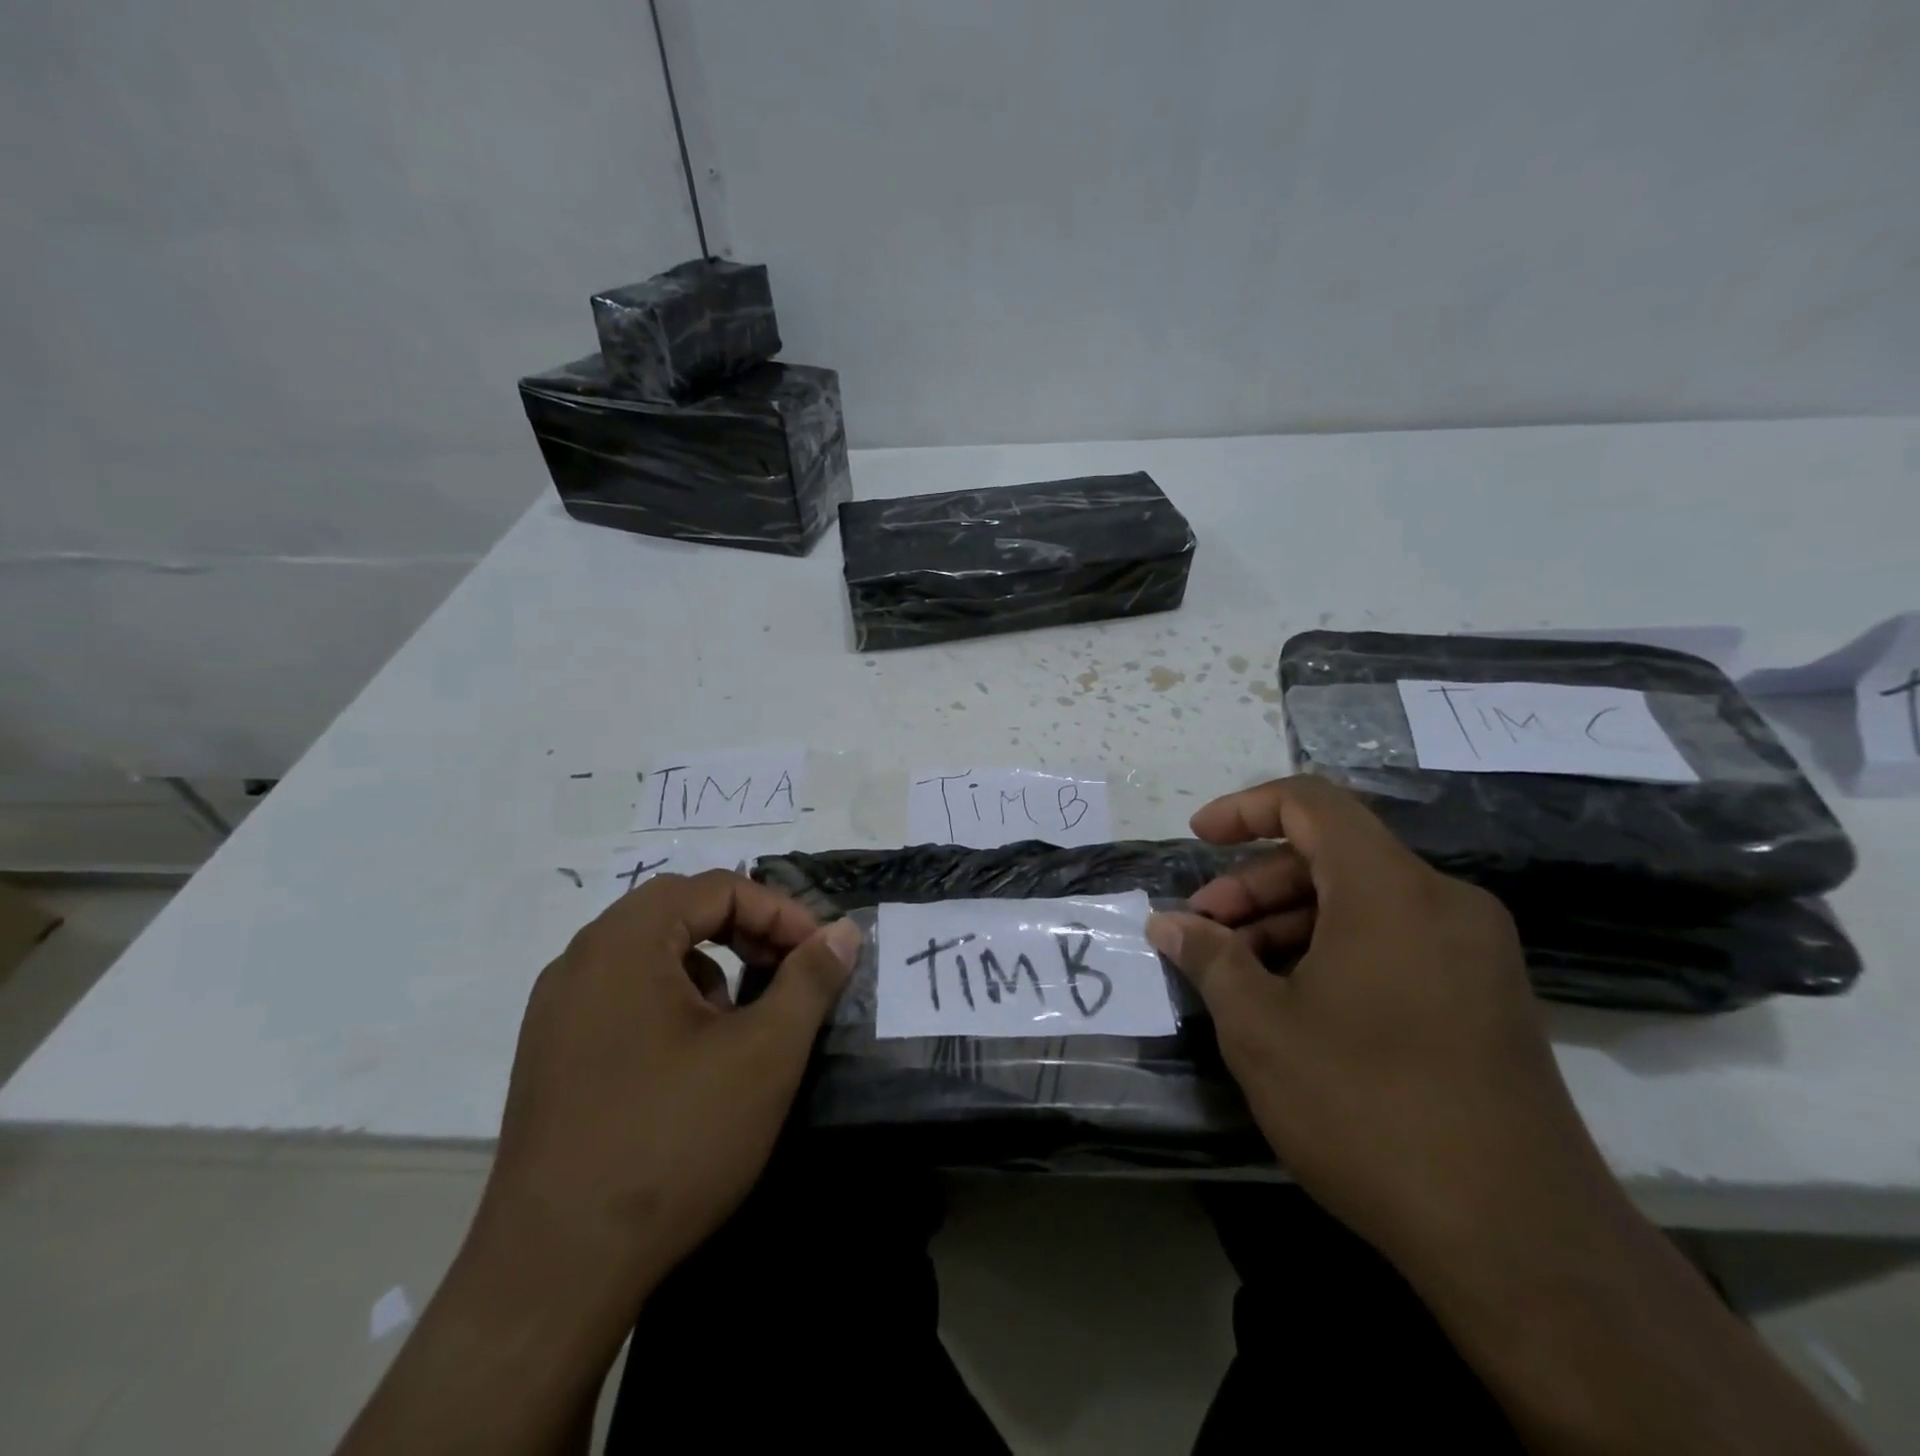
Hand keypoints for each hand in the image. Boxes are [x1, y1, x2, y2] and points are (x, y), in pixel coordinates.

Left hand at [470, 870, 861, 1329]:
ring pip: (648, 952)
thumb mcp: (764, 1053)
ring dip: (707, 963)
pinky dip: (670, 998)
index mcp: (623, 943)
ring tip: (741, 1017)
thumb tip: (844, 931)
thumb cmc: (673, 1141)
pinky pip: (620, 993)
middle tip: (786, 969)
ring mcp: (555, 1011)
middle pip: (677, 910)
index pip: (716, 888)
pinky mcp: (549, 1056)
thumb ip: (810, 980)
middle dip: (744, 929)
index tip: (819, 954)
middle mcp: (579, 961)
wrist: (556, 1272)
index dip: (779, 912)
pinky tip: (691, 1058)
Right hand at [1148, 776, 1616, 1272]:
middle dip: (1255, 883)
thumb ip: (1210, 958)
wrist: (1519, 1242)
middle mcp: (1443, 902)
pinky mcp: (1486, 997)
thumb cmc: (1369, 1108)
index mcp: (1391, 889)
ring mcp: (1473, 951)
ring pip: (1361, 901)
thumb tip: (1167, 923)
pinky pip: (1394, 939)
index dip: (1245, 809)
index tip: (1198, 840)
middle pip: (1332, 855)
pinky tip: (1294, 1001)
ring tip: (1237, 972)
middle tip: (1204, 931)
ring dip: (1290, 921)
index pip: (1312, 803)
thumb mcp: (1262, 1028)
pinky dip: (1334, 948)